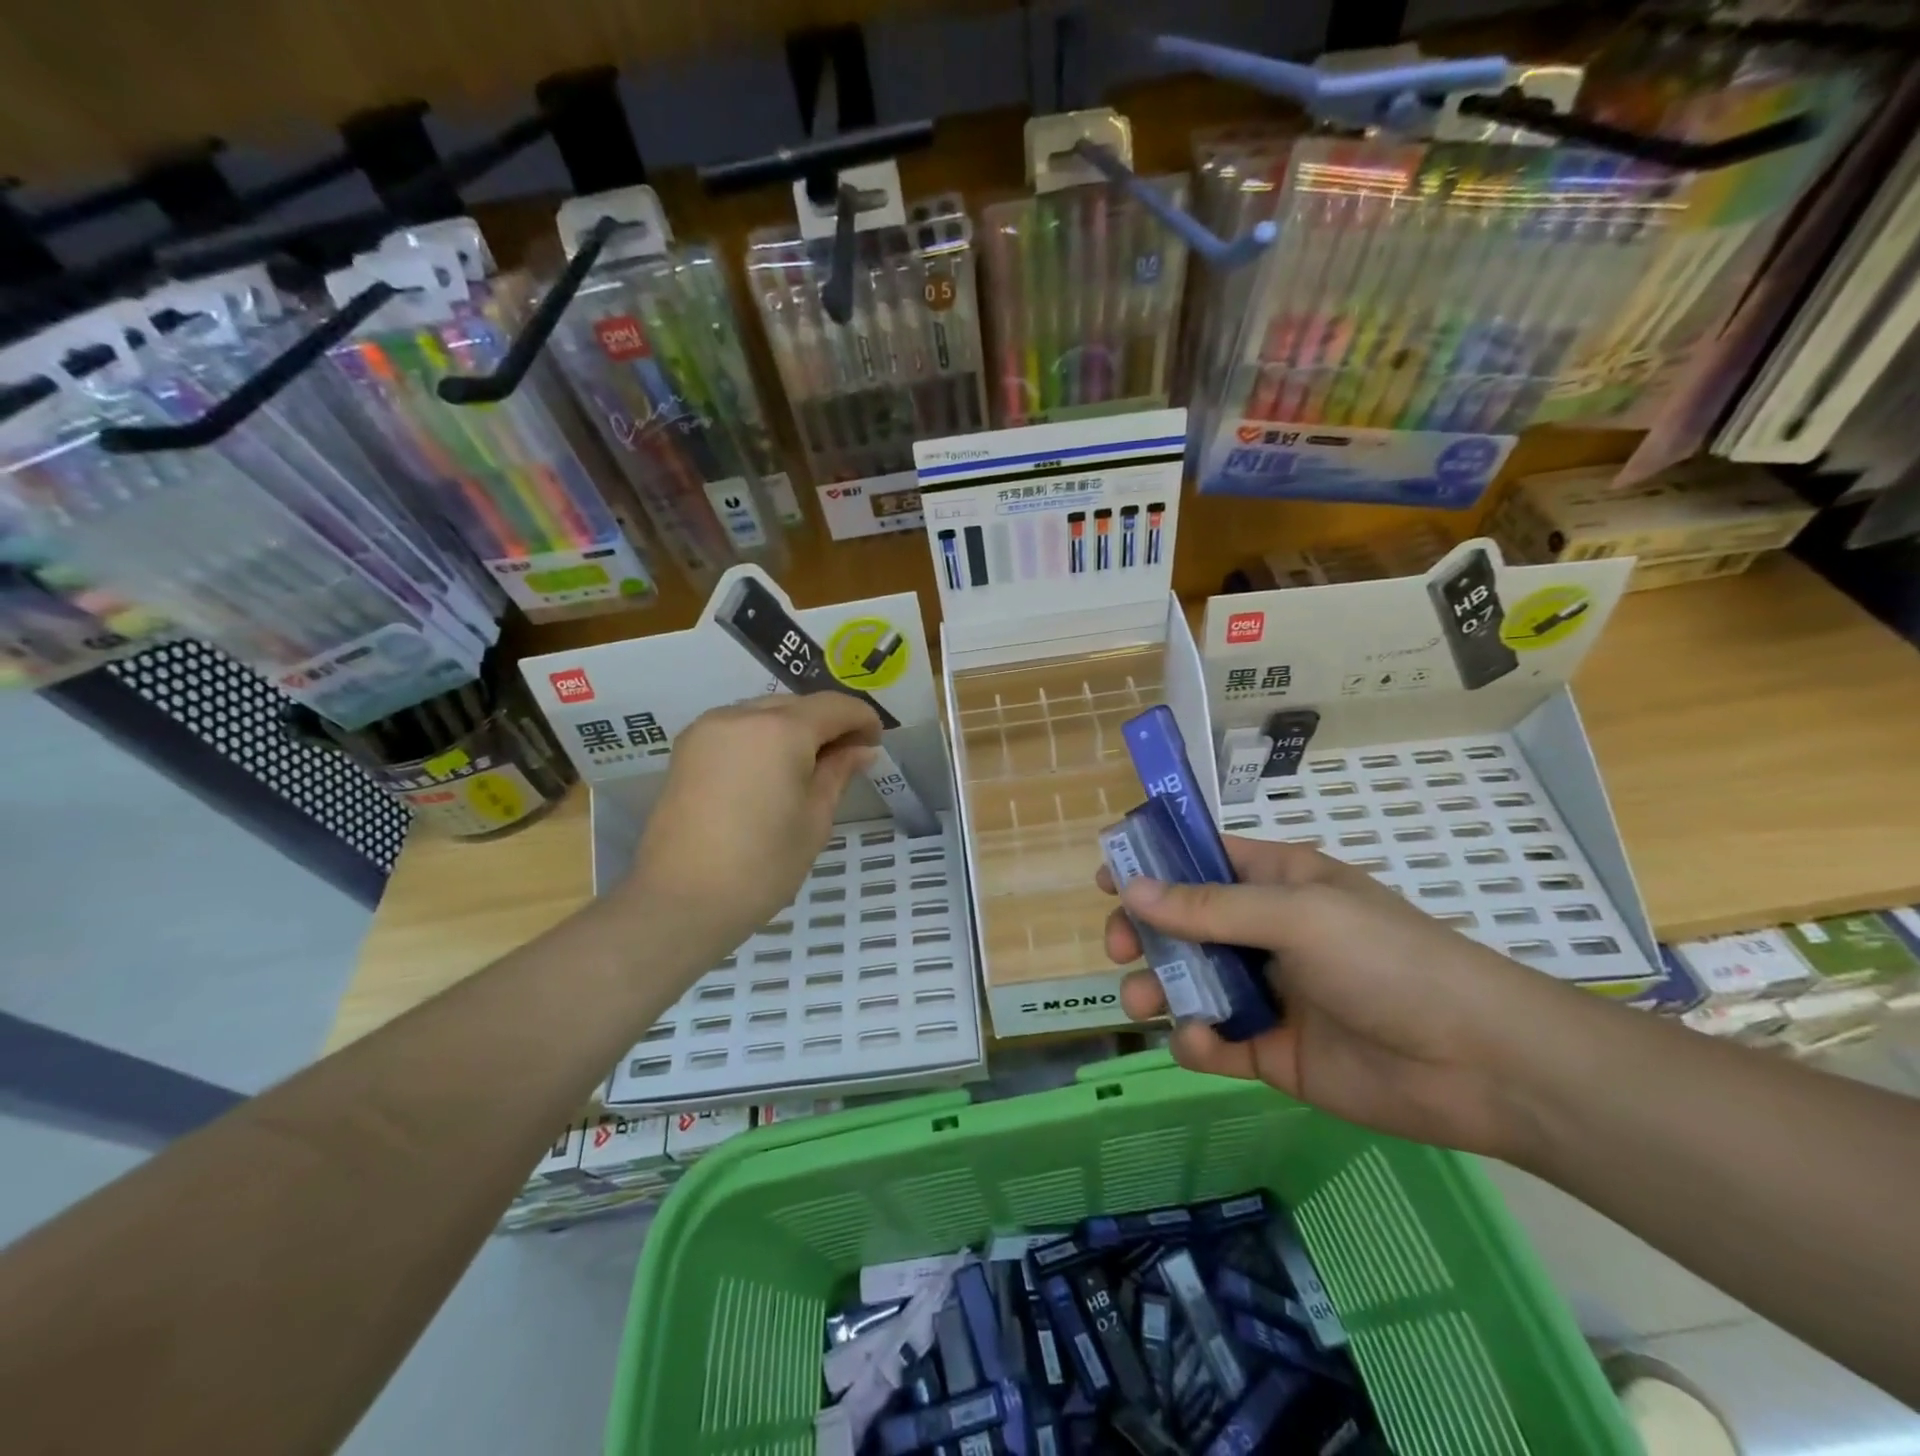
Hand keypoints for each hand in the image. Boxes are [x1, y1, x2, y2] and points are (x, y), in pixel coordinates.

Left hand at [623, 694, 881, 970]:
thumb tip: (861, 749)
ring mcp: (707, 729)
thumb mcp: (815, 820)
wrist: (680, 901)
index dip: (863, 720)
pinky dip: (763, 738)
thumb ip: (838, 773)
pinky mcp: (687, 748)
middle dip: (828, 724)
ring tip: (809, 768)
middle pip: (798, 705)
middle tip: (847, 759)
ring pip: (765, 712)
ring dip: (794, 729)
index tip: (875, 745)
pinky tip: (771, 771)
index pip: (835, 706)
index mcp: (780, 730)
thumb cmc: (762, 866)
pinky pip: (737, 728)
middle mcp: (741, 715)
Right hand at [1101, 838, 1585, 1160]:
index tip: (1106, 875)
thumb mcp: (1298, 916)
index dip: (1153, 861)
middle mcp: (1264, 932)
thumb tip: (1132, 888)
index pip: (1202, 859)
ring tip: (1144, 1000)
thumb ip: (1210, 907)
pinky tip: (1202, 1044)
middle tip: (1122, 947)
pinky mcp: (1268, 1051)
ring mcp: (1265, 992)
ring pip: (1189, 982)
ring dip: (1159, 987)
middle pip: (1182, 923)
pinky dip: (1196, 1042)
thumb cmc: (1388, 961)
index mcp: (1276, 883)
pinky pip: (1213, 1041)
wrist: (1479, 1064)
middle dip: (1145, 932)